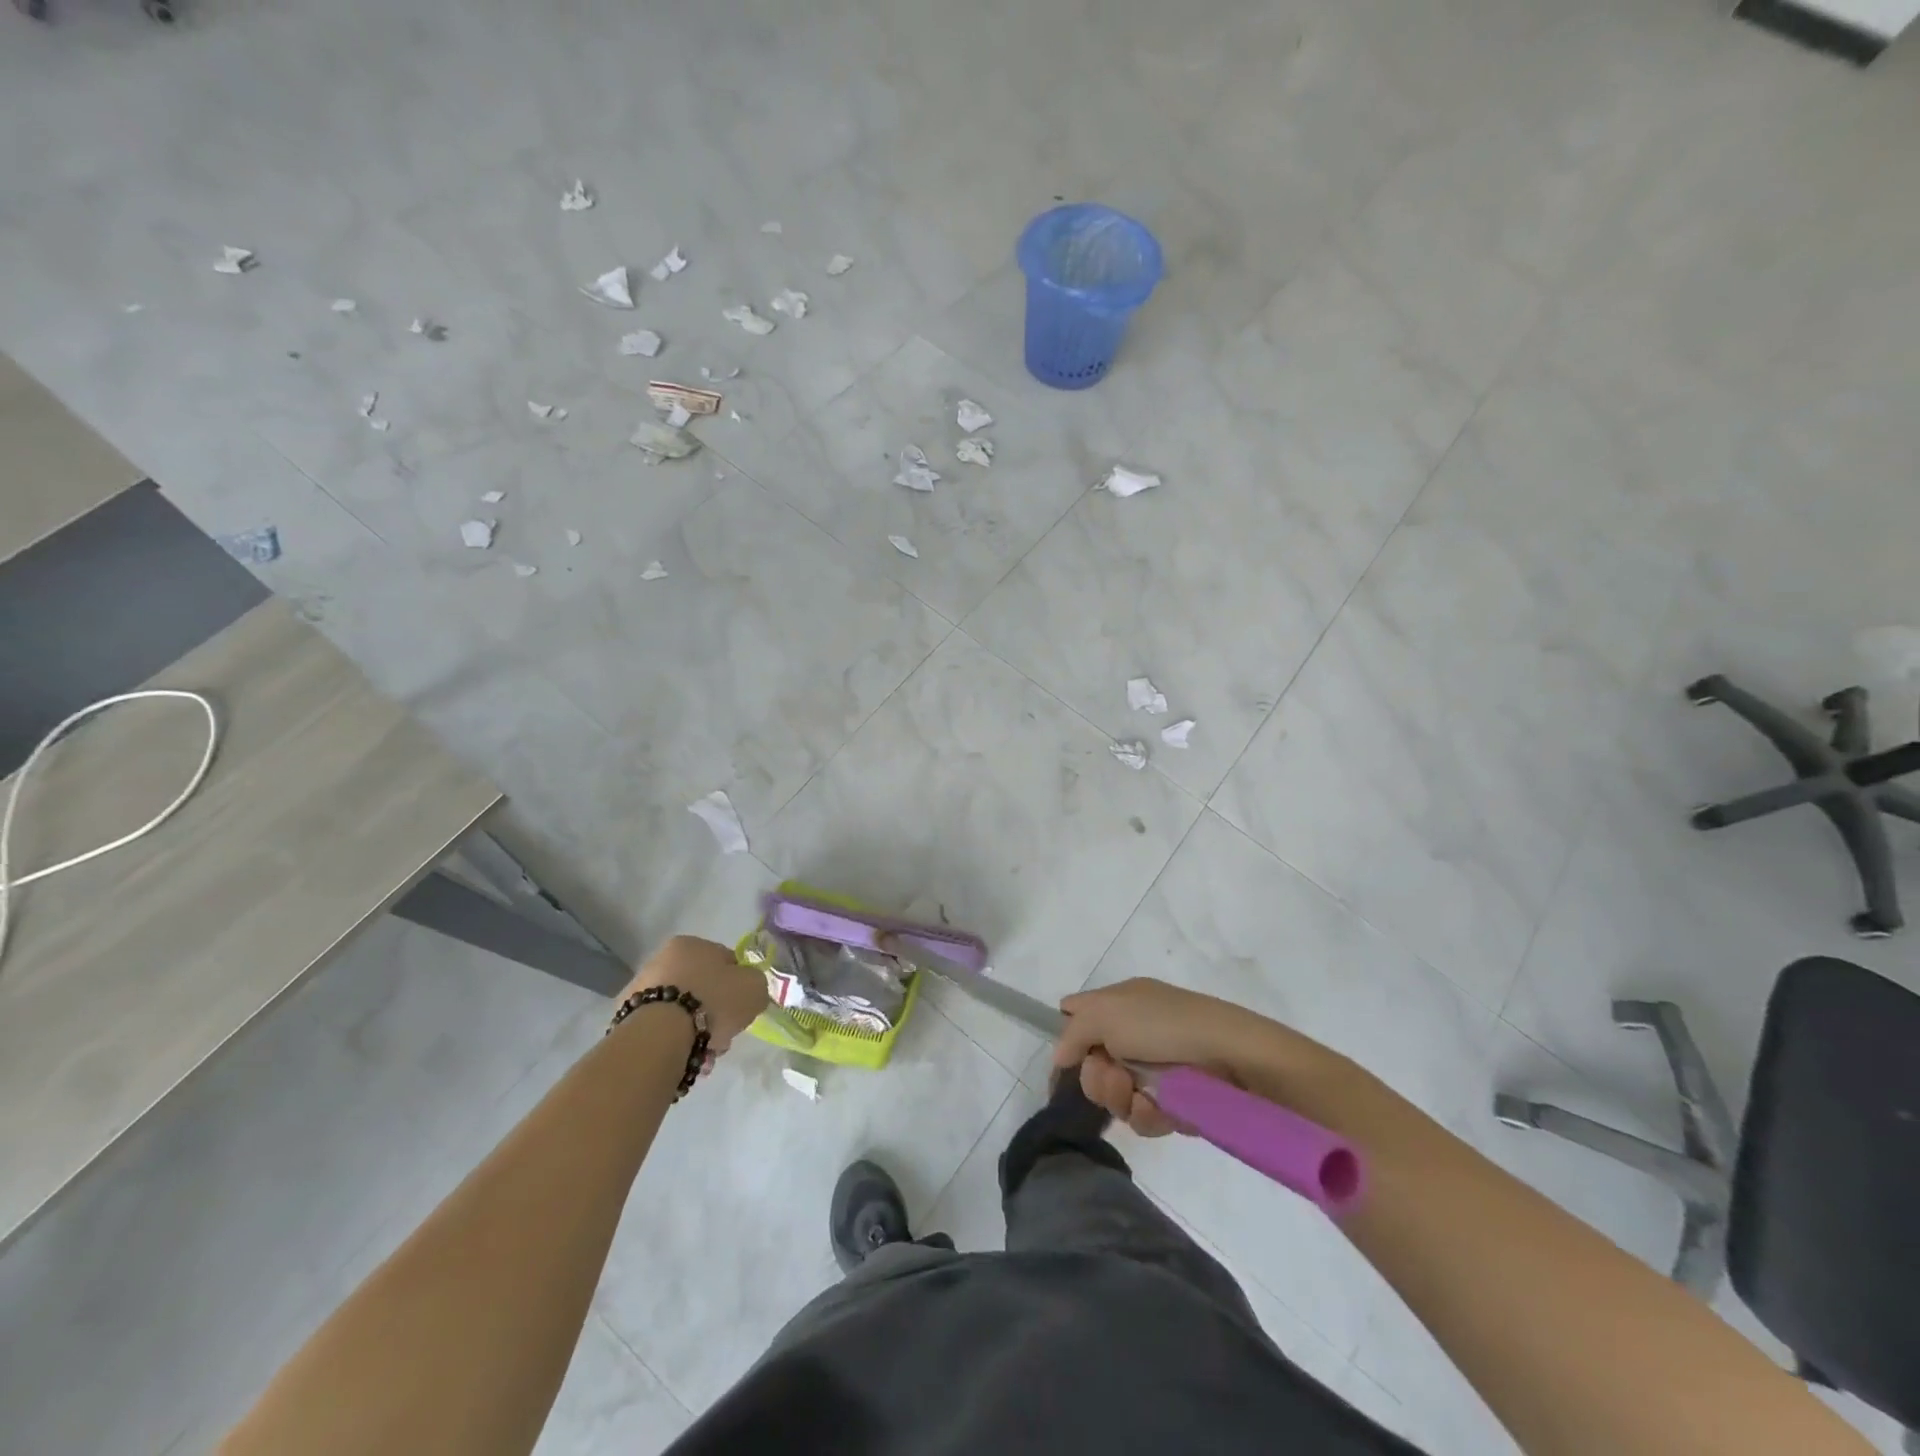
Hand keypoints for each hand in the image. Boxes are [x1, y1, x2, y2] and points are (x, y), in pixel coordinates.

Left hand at [622, 935, 769, 1063]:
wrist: (661, 1036)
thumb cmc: (712, 1001)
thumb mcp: (754, 987)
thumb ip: (756, 983)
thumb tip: (748, 989)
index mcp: (690, 944)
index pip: (724, 960)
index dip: (738, 985)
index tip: (741, 1007)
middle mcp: (661, 959)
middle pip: (702, 987)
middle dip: (715, 1012)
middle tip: (724, 1035)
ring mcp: (640, 990)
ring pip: (681, 1011)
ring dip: (696, 1031)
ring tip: (705, 1055)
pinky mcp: (626, 1020)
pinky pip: (662, 1030)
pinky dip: (674, 1042)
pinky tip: (685, 1057)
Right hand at [1053, 978, 1316, 1137]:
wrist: (1231, 1055)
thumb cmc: (1164, 1024)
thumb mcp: (1107, 1012)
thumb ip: (1073, 1031)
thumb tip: (1060, 1055)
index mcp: (1119, 1005)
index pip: (1078, 1020)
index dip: (1067, 1043)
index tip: (1066, 1064)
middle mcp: (1132, 1036)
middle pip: (1090, 1067)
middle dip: (1095, 1077)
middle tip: (1113, 1074)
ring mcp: (1153, 1071)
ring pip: (1115, 1097)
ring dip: (1120, 1098)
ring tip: (1140, 1093)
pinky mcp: (1174, 1103)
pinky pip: (1143, 1118)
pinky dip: (1147, 1115)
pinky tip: (1159, 1108)